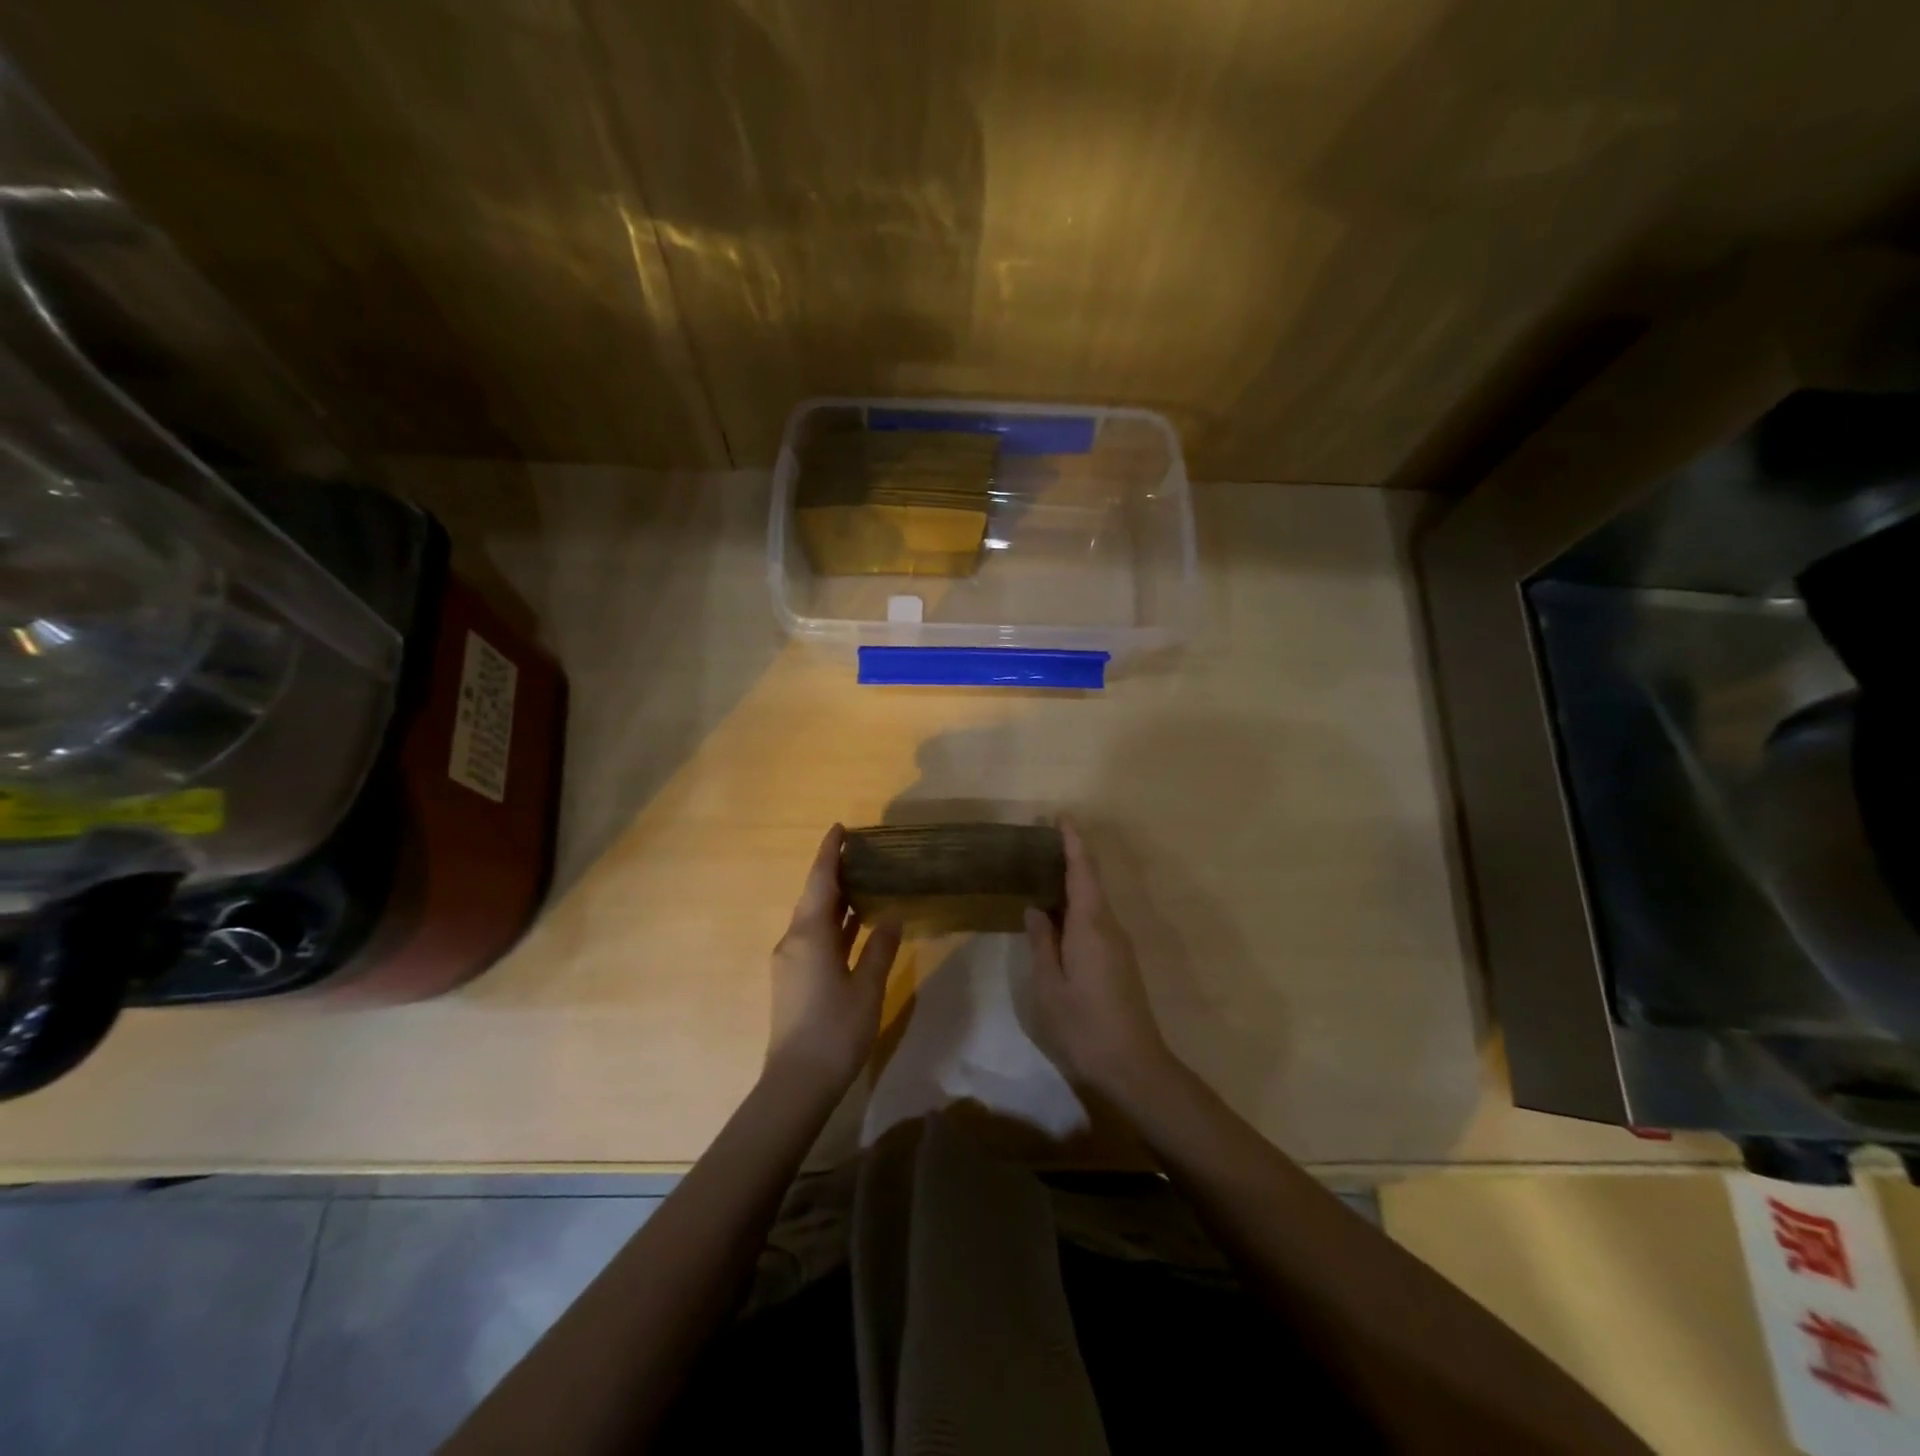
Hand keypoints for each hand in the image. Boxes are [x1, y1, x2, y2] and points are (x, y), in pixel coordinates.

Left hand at [766, 825, 901, 1094]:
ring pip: (813, 919)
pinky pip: (813, 938)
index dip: (829, 853)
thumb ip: (880, 948)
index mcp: (809, 934)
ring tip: (863, 883)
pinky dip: (833, 925)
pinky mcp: (793, 980)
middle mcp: (793, 940)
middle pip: (813, 897)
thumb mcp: (867, 987)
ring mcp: (790, 961)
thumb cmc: (836, 1030)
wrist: (797, 1083)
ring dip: (835, 900)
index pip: (820, 881)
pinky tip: (853, 927)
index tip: (840, 828)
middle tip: (862, 854)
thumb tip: (892, 917)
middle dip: (834, 873)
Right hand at [1025, 820, 1174, 1101]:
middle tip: (1039, 842)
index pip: (1083, 871)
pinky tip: (1056, 913)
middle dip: (1070, 856)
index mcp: (1091, 925)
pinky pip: (1095, 917)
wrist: (1133, 1065)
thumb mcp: (1050, 985)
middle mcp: (1109, 925)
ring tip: (1041, 871)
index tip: (1060, 817)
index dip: (1073, 842)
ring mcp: (1117, 942)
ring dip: (1072, 881)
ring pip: (1093, 900)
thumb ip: (1042, 943)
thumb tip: (1035, 909)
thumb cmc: (1085, 1025)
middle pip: (1090, 880)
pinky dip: (1076, 904)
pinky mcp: (1118, 958)